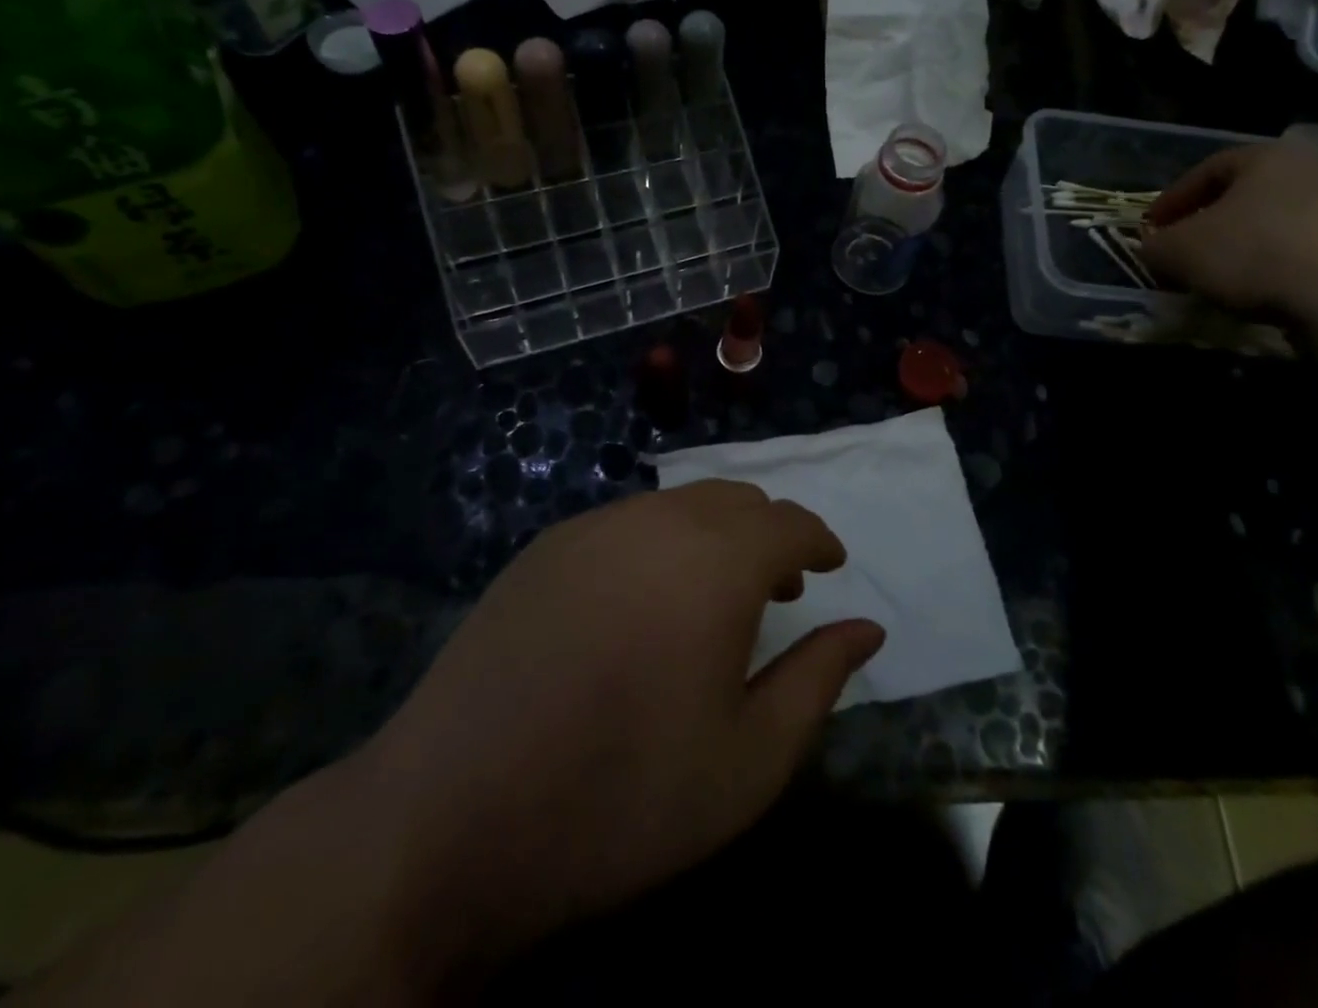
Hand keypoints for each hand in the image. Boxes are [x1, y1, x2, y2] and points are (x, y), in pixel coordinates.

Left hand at [356, 481, 883, 976]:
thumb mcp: (749, 759)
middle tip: (780, 586)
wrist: (451, 817)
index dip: (818, 539)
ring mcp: (592, 527)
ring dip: (714, 534)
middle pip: (734, 500)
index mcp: (715, 561)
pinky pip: (626, 523)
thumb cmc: (623, 795)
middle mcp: (656, 521)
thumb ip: (818, 679)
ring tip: (714, 596)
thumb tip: (867, 628)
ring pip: (678, 505)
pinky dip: (659, 543)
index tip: (830, 566)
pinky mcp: (544, 547)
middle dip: (769, 533)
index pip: (788, 521)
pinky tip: (642, 604)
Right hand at [1141, 139, 1317, 322]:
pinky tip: (1255, 292)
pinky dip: (1270, 266)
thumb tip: (1153, 248)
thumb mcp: (1180, 251)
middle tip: (1181, 251)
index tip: (1151, 229)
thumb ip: (1156, 246)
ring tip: (1215, 278)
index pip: (1205, 170)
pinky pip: (1298, 250)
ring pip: (1271, 223)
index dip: (1171, 201)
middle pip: (1241, 196)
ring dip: (1238, 247)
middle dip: (1206, 224)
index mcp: (1266, 156)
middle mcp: (1310, 169)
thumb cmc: (1254, 254)